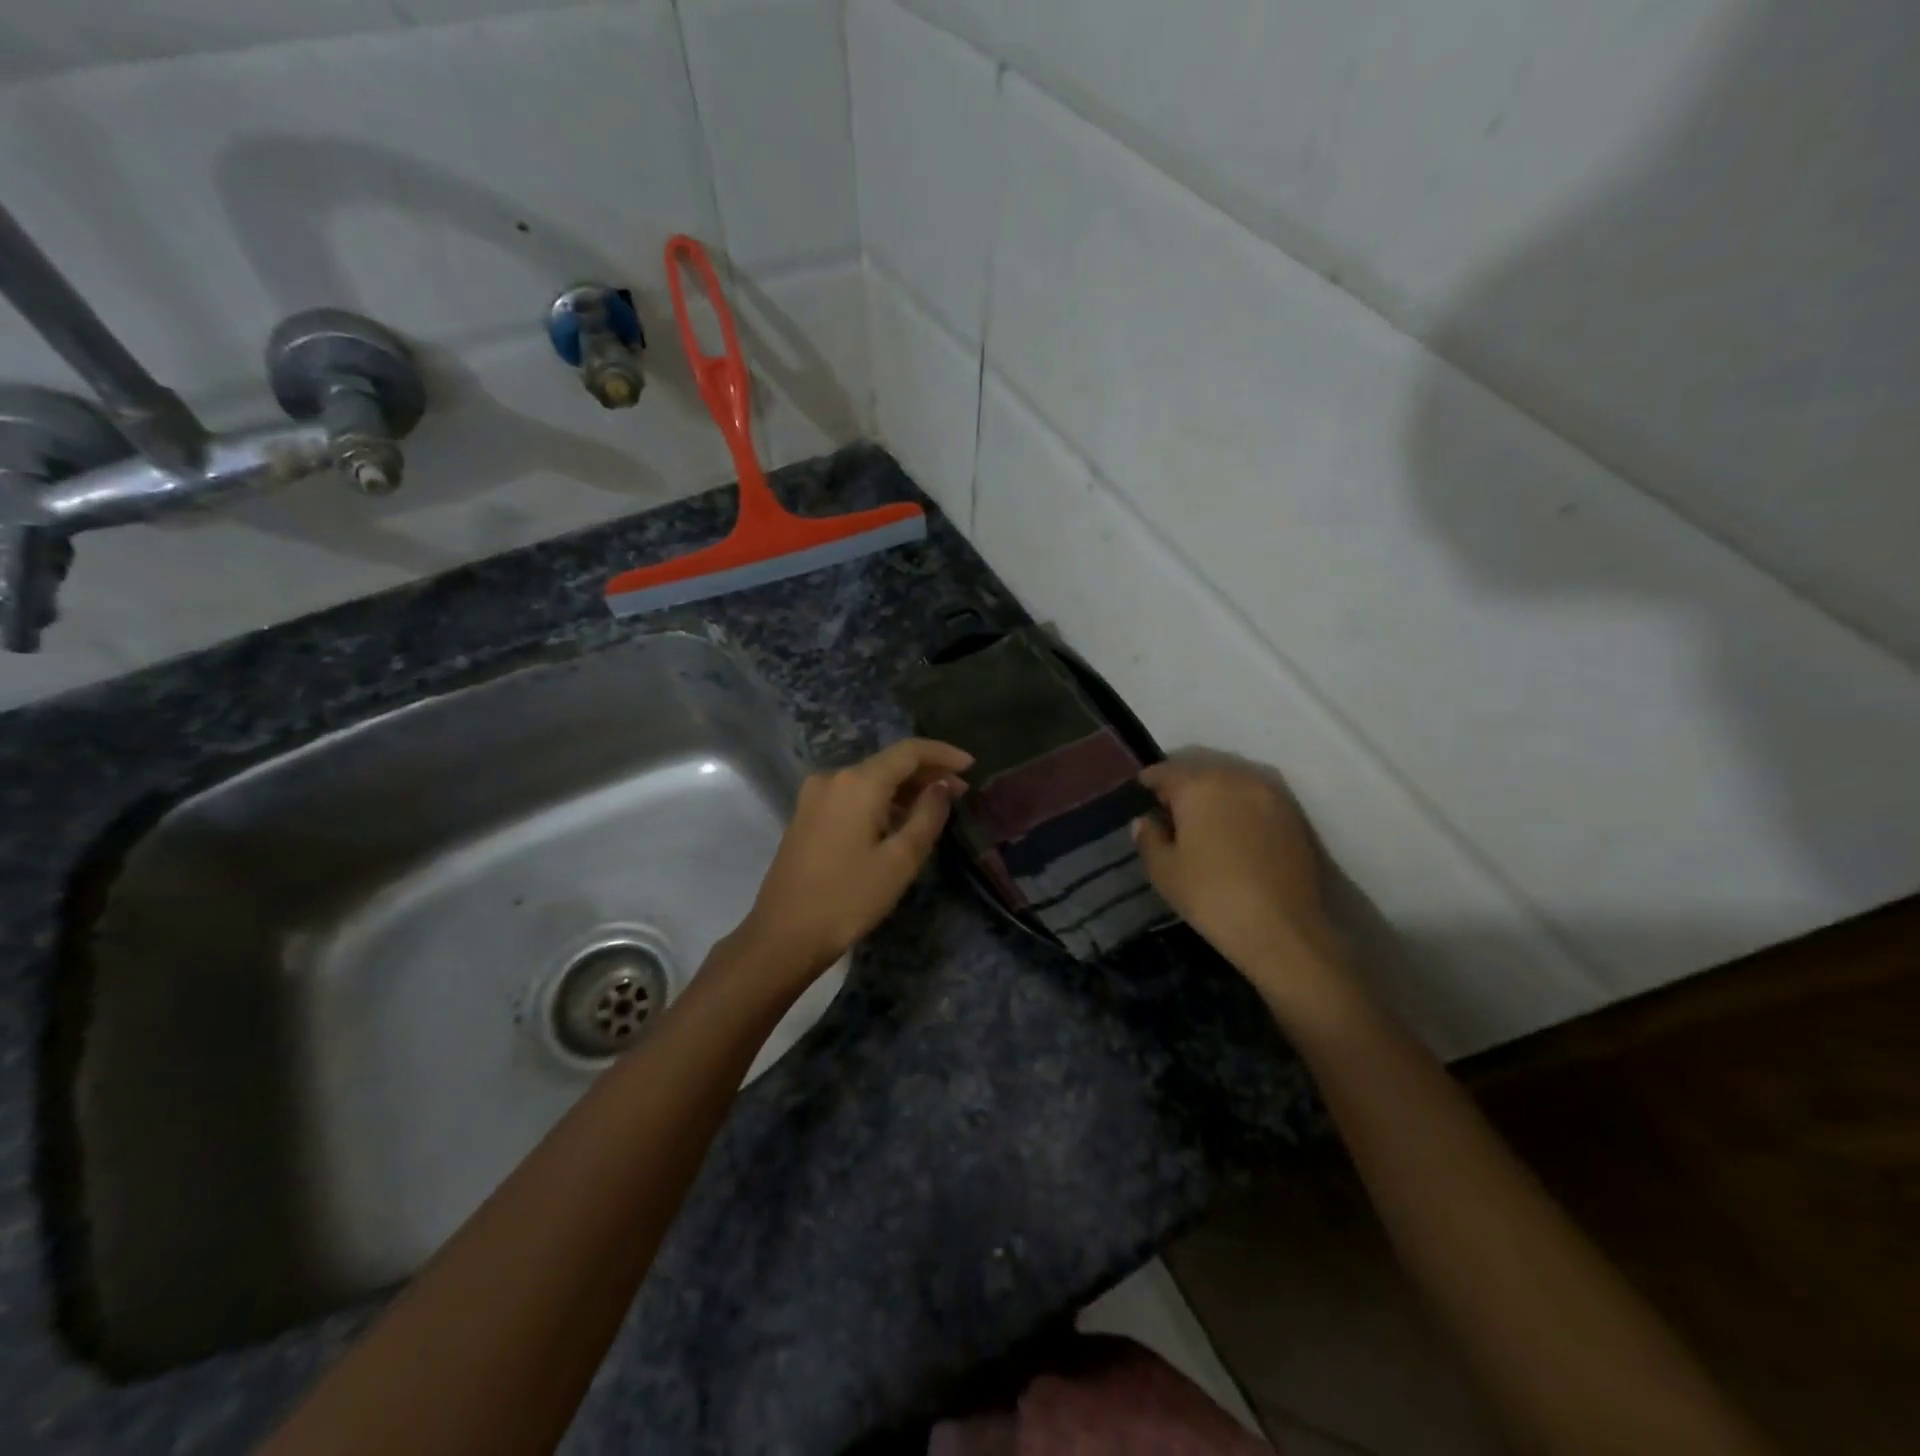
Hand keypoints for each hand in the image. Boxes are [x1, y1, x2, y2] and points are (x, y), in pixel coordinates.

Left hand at [733, 738, 971, 980]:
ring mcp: (815, 796)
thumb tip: (942, 786)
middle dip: (926, 773)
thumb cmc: (849, 898)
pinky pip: (852, 795)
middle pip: (888, 763)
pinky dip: (881, 800)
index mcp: (858, 782)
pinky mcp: (806, 815)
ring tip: (936, 806)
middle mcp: (833, 778)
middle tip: (961, 791)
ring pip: (870, 779)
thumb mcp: (900, 860)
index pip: (909, 751)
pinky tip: (899, 819)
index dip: (943, 754)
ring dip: (904, 788)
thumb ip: (927, 815)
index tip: (972, 765)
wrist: (783, 935)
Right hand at [1132, 752, 1343, 1004]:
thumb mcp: (1164, 872)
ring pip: (1231, 784)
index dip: (1149, 781)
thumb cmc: (1212, 897)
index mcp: (1199, 786)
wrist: (1283, 930)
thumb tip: (1145, 821)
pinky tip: (1233, 833)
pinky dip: (1239, 808)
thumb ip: (1149, 838)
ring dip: (1214, 796)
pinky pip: (1255, 800)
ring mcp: (1270, 795)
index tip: (1140, 792)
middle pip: (1200, 773)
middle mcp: (1236, 779)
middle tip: (1169, 811)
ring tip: (1202, 822)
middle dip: (1183, 787)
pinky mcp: (1293, 816)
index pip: (1165, 772)